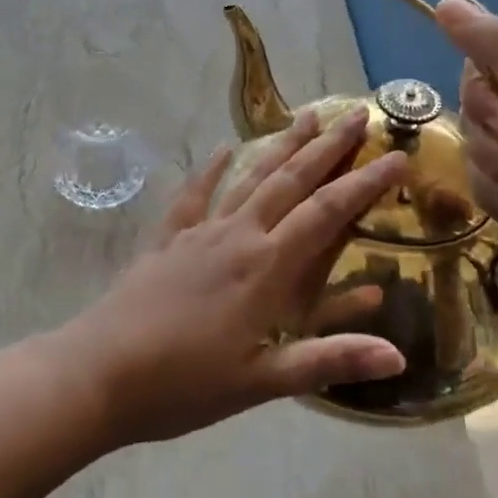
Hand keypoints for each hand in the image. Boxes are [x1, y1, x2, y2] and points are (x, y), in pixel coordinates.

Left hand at [61, 107, 408, 445]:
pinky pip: (193, 195)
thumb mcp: (262, 382)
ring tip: (304, 116)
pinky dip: (210, 170)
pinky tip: (220, 150)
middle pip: (290, 181)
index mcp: (266, 267)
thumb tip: (399, 354)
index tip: (396, 156)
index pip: (326, 213)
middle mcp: (237, 235)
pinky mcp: (167, 239)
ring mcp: (199, 232)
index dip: (364, 184)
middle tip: (356, 114)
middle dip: (327, 147)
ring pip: (248, 178)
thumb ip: (329, 360)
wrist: (99, 373)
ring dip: (279, 146)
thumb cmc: (184, 384)